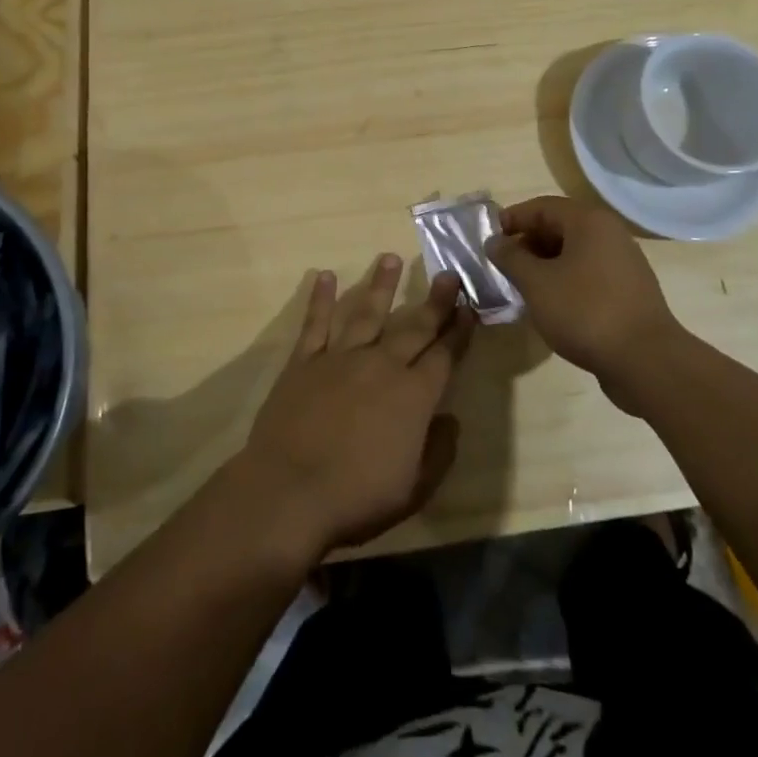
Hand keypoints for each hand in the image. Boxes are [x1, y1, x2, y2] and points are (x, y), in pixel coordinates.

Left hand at [237, 255, 474, 558]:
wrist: (289, 492)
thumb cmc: (357, 498)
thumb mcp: (414, 489)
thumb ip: (438, 451)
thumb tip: (450, 419)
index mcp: (412, 396)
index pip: (443, 355)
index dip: (458, 332)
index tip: (469, 307)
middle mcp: (381, 366)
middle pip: (413, 326)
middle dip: (434, 301)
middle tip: (447, 274)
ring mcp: (340, 358)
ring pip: (365, 312)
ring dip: (380, 285)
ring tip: (389, 258)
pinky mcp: (304, 362)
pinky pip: (315, 323)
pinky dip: (321, 299)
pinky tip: (325, 276)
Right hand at [489, 195, 684, 413]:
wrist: (645, 362)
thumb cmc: (584, 311)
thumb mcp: (536, 283)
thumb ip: (511, 258)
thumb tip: (495, 242)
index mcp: (589, 222)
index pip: (541, 207)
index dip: (511, 219)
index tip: (488, 240)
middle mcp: (610, 234)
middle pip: (559, 227)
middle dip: (527, 243)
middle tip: (503, 266)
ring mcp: (623, 263)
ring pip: (574, 252)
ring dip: (544, 264)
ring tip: (522, 286)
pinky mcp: (628, 290)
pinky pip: (588, 273)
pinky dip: (565, 280)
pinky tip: (550, 304)